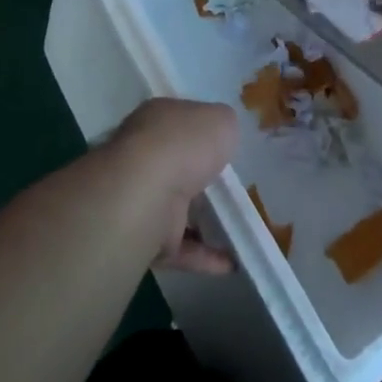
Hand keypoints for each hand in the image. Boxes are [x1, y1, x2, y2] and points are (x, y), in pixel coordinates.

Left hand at [103, 97, 239, 274]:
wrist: (147, 193)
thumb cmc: (184, 143)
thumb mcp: (220, 119)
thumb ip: (224, 126)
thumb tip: (222, 134)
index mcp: (157, 120)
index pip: (179, 122)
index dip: (201, 131)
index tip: (225, 146)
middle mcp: (144, 156)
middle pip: (176, 166)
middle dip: (200, 177)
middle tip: (235, 187)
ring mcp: (142, 199)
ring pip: (177, 209)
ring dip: (203, 221)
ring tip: (239, 228)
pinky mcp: (146, 238)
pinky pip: (180, 247)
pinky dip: (204, 256)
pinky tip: (232, 262)